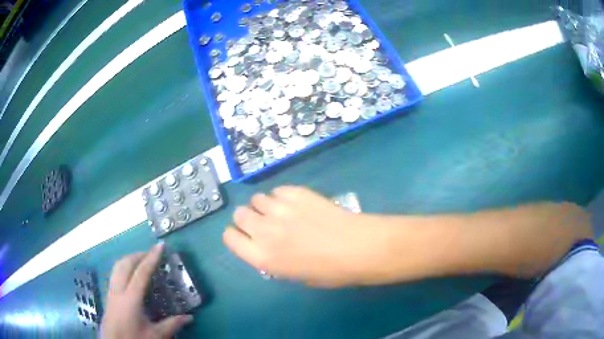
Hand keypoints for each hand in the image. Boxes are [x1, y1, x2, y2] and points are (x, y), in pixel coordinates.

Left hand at [101, 244, 192, 338]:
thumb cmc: (134, 338)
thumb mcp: (155, 335)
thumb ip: (172, 324)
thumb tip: (189, 317)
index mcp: (131, 299)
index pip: (141, 273)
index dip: (151, 258)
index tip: (160, 246)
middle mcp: (118, 290)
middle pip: (125, 264)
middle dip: (138, 255)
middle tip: (152, 253)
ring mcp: (111, 291)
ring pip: (117, 267)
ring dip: (129, 259)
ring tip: (141, 260)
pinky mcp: (109, 295)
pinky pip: (115, 273)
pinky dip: (123, 267)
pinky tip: (130, 275)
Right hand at [223, 186, 390, 286]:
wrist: (359, 247)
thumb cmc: (330, 271)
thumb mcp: (295, 275)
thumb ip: (274, 260)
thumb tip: (269, 247)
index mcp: (262, 256)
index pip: (230, 238)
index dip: (235, 236)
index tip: (245, 236)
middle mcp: (264, 231)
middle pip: (239, 214)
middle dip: (247, 218)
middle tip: (263, 223)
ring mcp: (280, 209)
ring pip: (257, 199)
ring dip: (264, 206)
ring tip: (280, 212)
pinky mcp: (297, 193)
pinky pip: (278, 190)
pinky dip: (282, 196)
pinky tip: (295, 203)